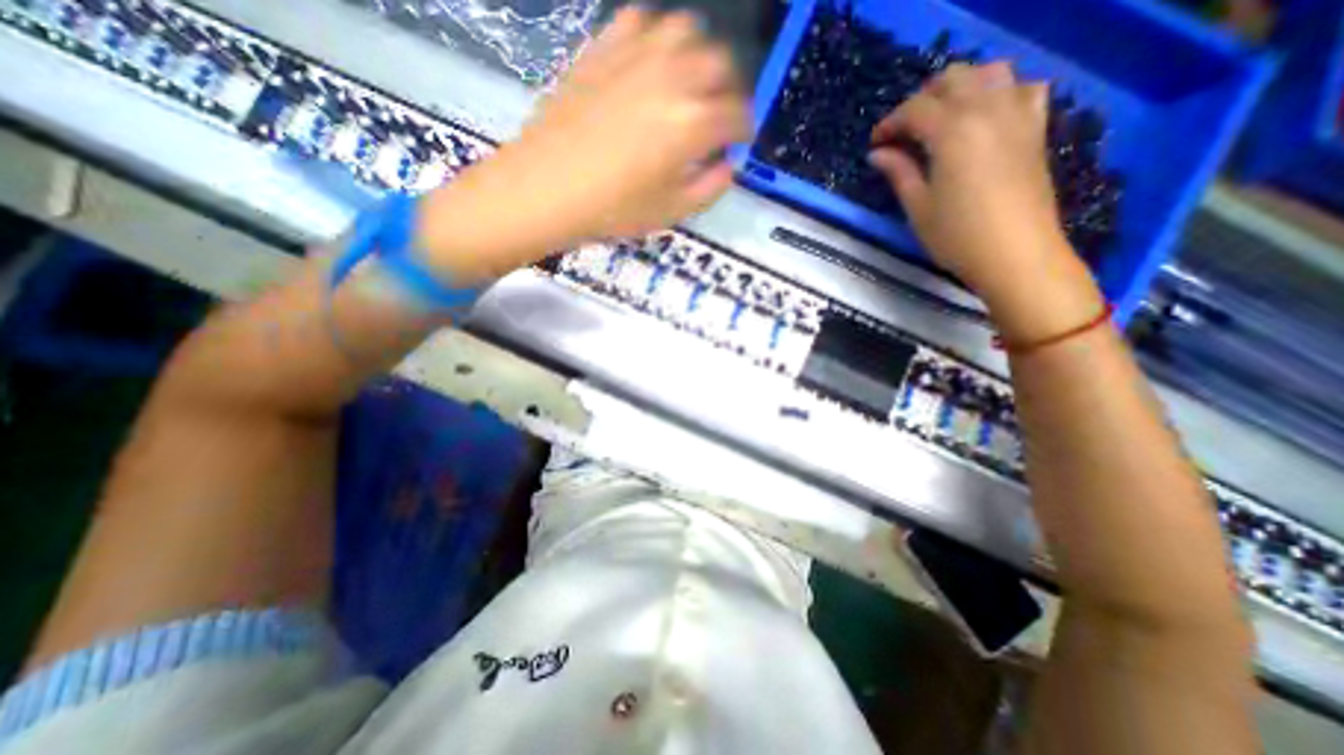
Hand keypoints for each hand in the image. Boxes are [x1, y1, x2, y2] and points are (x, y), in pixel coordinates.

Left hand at [421, 10, 744, 279]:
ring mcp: (635, 56)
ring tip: (689, 85)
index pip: (738, 115)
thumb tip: (728, 164)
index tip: (739, 141)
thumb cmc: (612, 210)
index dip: (744, 130)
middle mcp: (672, 77)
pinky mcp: (603, 48)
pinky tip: (650, 65)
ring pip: (686, 31)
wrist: (545, 189)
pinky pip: (642, 23)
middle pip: (721, 64)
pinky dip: (657, 40)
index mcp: (692, 123)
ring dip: (698, 56)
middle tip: (718, 115)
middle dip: (729, 90)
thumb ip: (711, 187)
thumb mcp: (672, 212)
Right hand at [871, 63, 1101, 339]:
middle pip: (953, 79)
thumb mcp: (918, 207)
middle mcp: (987, 110)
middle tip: (903, 131)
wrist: (1016, 254)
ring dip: (960, 87)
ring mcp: (1017, 115)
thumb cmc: (957, 237)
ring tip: (941, 117)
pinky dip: (1000, 91)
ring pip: (990, 72)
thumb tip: (878, 153)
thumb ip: (899, 173)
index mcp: (952, 132)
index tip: (875, 144)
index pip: (915, 109)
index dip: (890, 123)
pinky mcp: (1035, 128)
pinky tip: (985, 115)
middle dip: (922, 99)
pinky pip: (1023, 88)